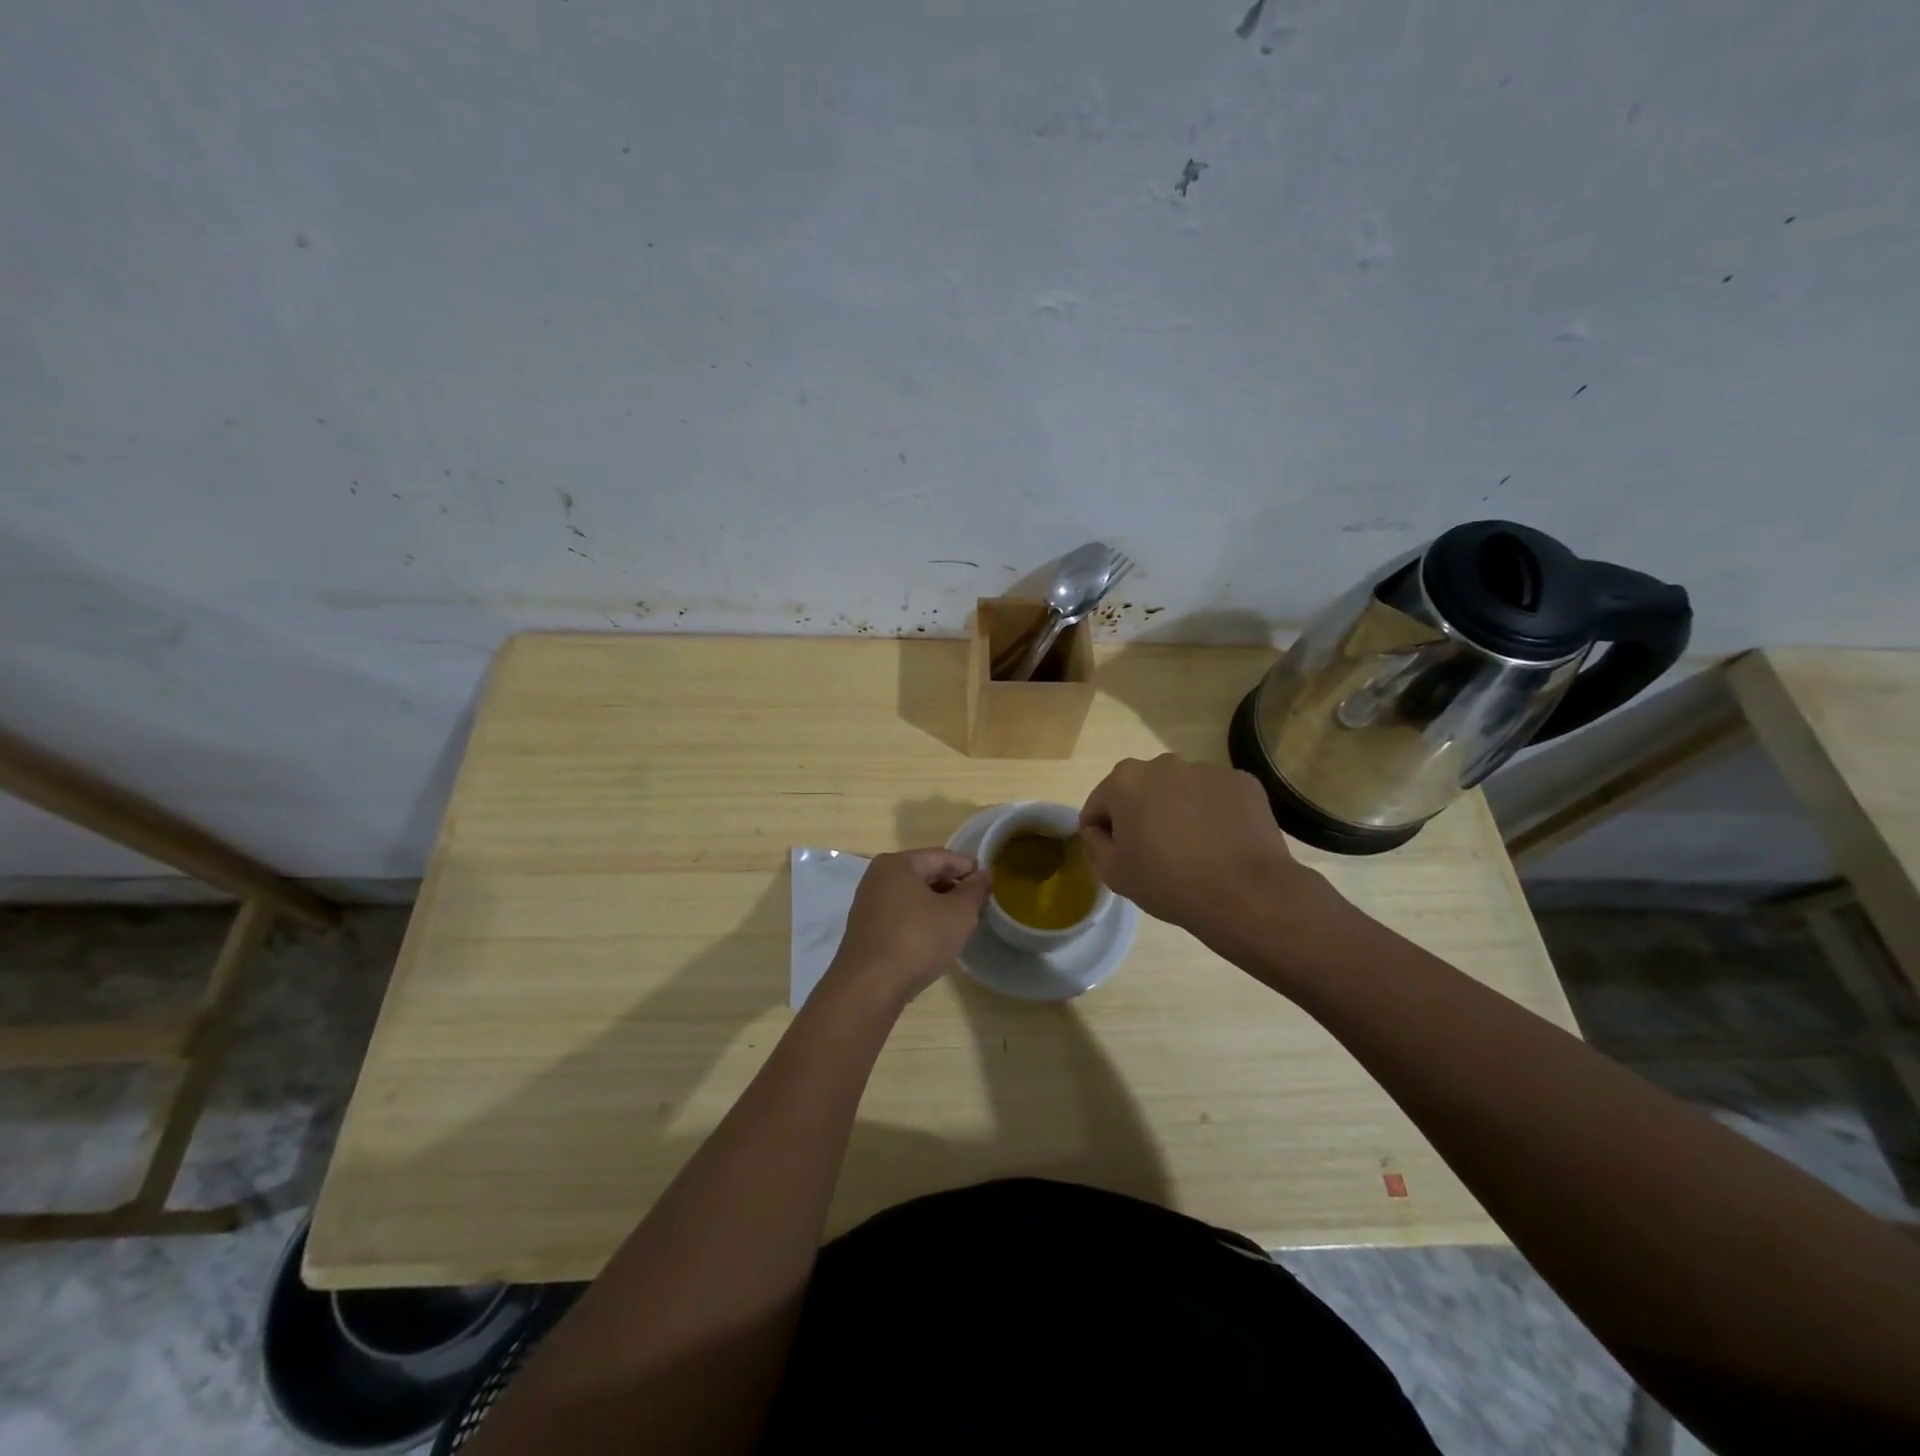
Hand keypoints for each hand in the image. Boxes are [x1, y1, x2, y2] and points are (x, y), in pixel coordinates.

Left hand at [826, 849, 991, 1006]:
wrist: (869, 987)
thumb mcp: (958, 914)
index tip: (989, 884)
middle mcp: (878, 876)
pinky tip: (935, 938)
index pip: (942, 857)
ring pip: (913, 896)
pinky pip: (901, 914)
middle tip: (978, 905)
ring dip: (938, 905)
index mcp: (898, 863)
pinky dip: (920, 920)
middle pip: (925, 874)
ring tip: (960, 923)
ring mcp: (868, 903)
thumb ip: (974, 890)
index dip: (969, 868)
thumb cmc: (917, 941)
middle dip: (953, 887)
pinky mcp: (866, 929)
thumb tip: (983, 875)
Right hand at [1079, 755, 1340, 954]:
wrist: (1245, 893)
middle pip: (1140, 790)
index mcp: (1124, 781)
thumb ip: (1095, 844)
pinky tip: (1221, 842)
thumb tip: (1099, 830)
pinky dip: (1213, 812)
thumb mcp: (1113, 873)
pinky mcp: (1242, 781)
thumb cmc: (1168, 882)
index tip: (1115, 855)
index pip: (1098, 804)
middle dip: (1140, 814)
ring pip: (1179, 789)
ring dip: (1177, 810)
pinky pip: (1215, 796)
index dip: (1101, 832)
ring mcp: (1206, 769)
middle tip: (1154, 852)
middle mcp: (1163, 764)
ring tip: (1193, 848)